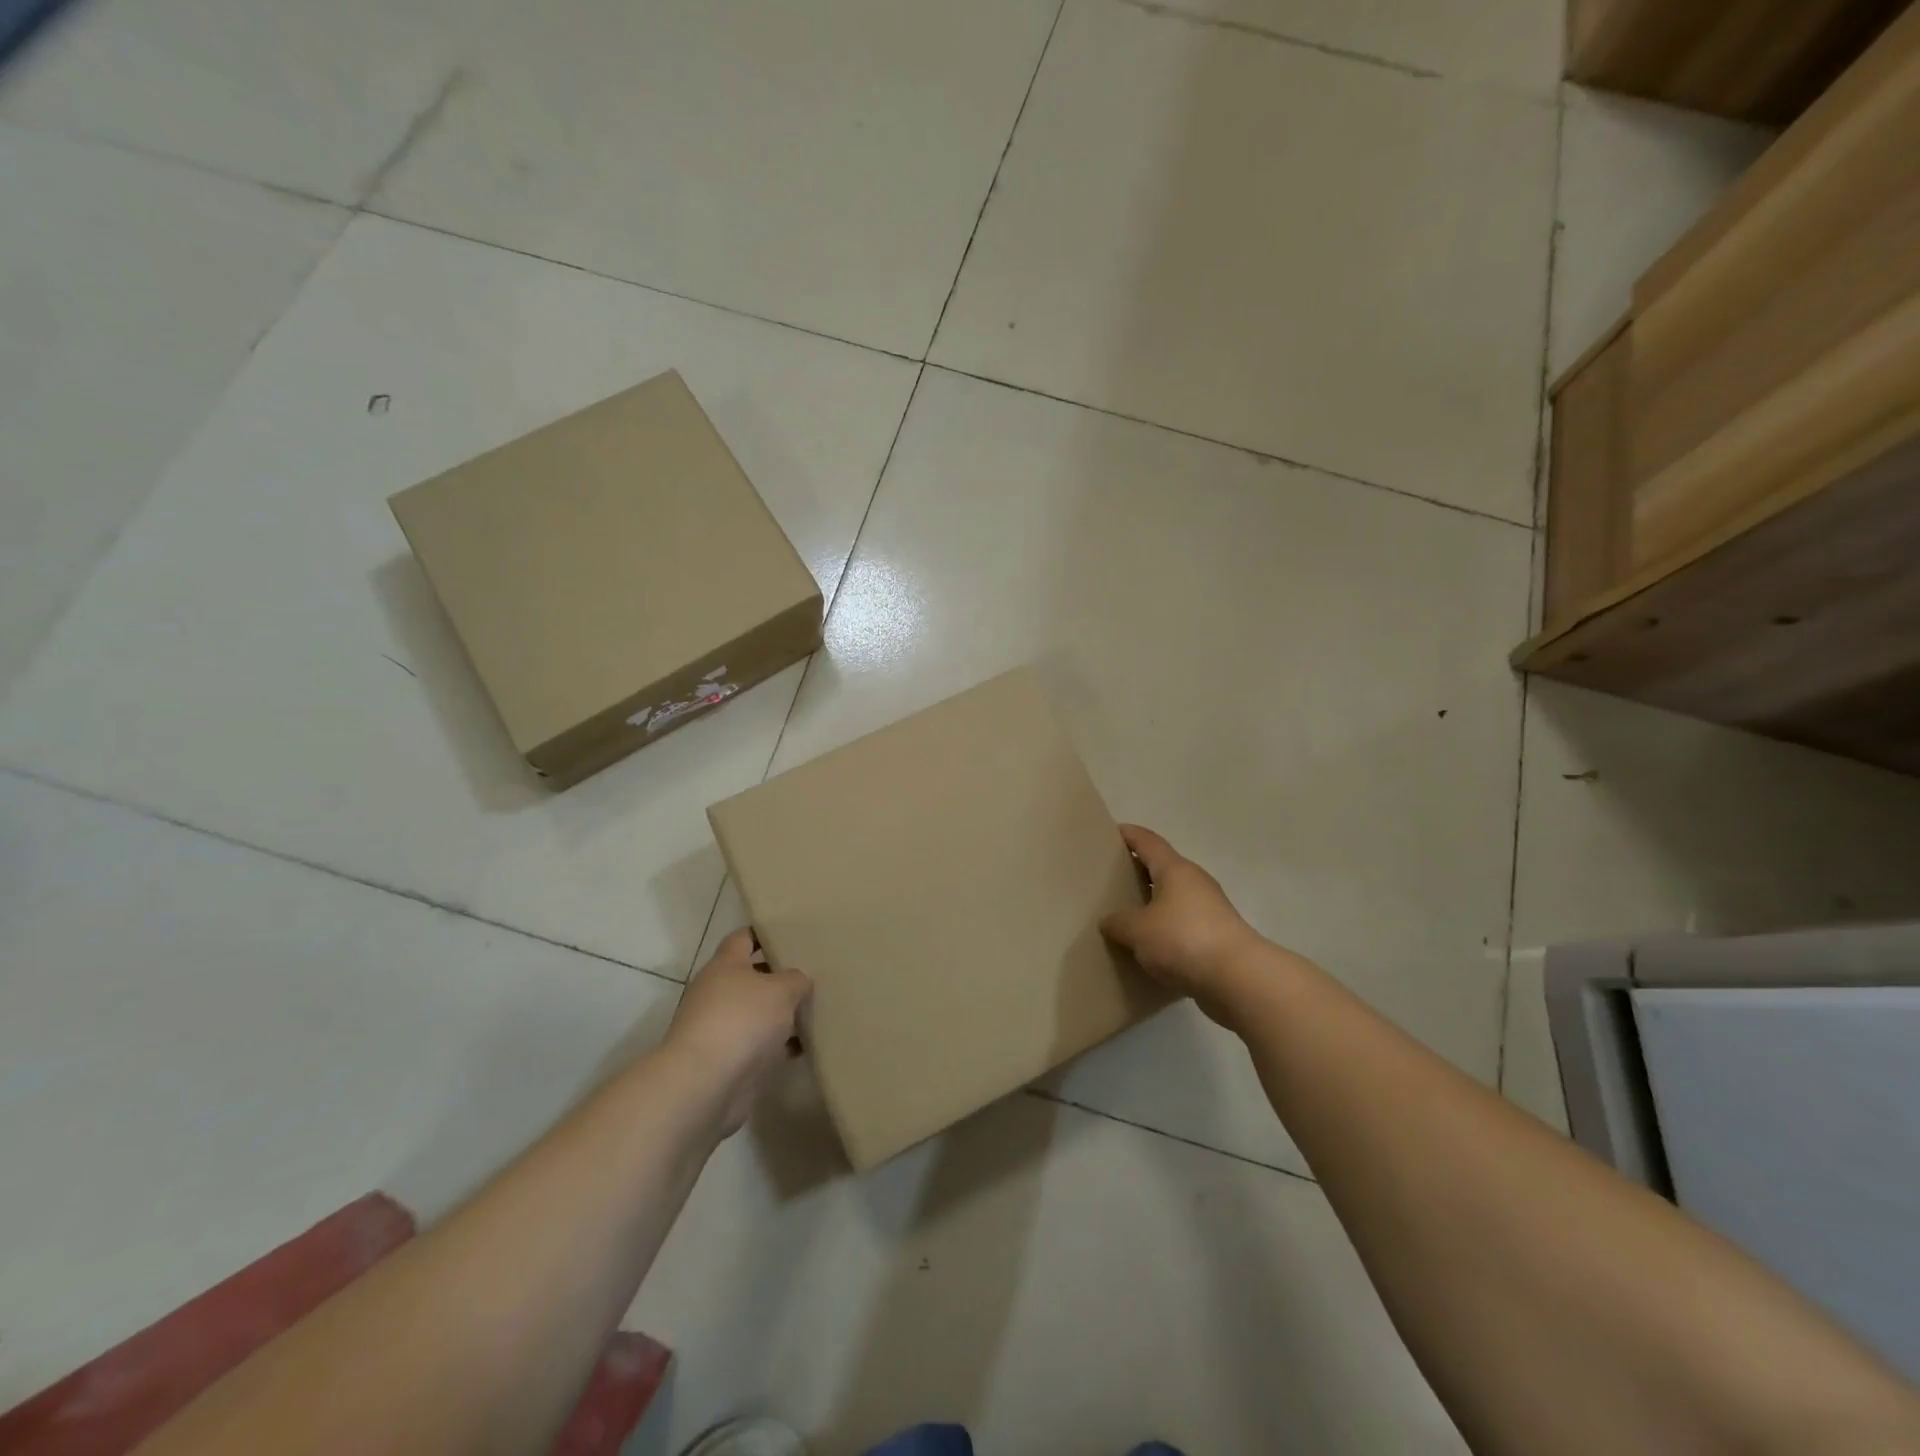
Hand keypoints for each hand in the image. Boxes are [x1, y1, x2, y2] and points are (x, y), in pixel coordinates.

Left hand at [665, 929, 812, 1134]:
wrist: (705, 1084)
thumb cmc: (742, 1020)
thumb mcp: (781, 990)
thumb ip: (795, 980)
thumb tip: (798, 981)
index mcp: (725, 966)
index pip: (743, 938)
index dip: (764, 933)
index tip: (789, 932)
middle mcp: (718, 993)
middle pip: (752, 977)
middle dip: (779, 976)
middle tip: (812, 973)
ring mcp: (721, 1028)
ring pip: (757, 1013)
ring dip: (781, 1014)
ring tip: (815, 1009)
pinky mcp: (728, 1061)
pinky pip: (760, 1046)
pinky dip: (780, 1045)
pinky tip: (806, 1046)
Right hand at [1101, 824, 1264, 1026]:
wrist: (1238, 978)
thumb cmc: (1183, 940)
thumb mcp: (1138, 931)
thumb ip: (1118, 922)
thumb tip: (1109, 921)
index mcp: (1175, 870)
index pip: (1148, 842)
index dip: (1129, 834)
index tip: (1110, 832)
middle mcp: (1195, 882)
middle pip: (1162, 868)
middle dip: (1138, 871)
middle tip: (1111, 878)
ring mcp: (1209, 909)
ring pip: (1173, 898)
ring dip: (1152, 903)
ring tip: (1126, 915)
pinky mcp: (1216, 936)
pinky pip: (1182, 924)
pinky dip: (1165, 929)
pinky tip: (1149, 946)